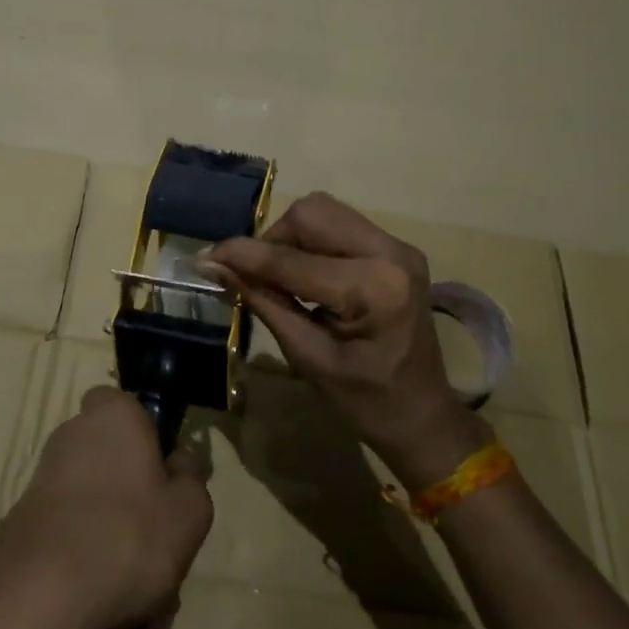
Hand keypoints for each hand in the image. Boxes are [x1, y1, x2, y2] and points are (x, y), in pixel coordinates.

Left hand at [0, 387, 213, 628]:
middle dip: (131, 491)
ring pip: (93, 500)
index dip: (147, 435)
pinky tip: (101, 598)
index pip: (127, 405)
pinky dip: (85, 557)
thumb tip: (182, 460)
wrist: (40, 593)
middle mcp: (72, 433)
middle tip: (156, 536)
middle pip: (111, 456)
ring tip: (133, 583)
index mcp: (113, 414)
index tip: (164, 474)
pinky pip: (70, 532)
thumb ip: (191, 477)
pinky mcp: (23, 519)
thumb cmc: (129, 534)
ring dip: (111, 531)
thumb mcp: (189, 510)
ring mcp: (43, 476)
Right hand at [203, 192, 489, 491]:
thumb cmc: (366, 401)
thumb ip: (262, 302)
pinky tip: (307, 274)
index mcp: (374, 289)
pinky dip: (312, 241)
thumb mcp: (307, 356)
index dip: (243, 255)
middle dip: (273, 241)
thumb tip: (213, 266)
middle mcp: (391, 253)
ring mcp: (398, 246)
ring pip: (324, 212)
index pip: (291, 259)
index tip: (204, 258)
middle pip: (310, 214)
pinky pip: (340, 224)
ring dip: (291, 238)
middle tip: (256, 277)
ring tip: (281, 277)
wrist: (424, 416)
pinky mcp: (396, 248)